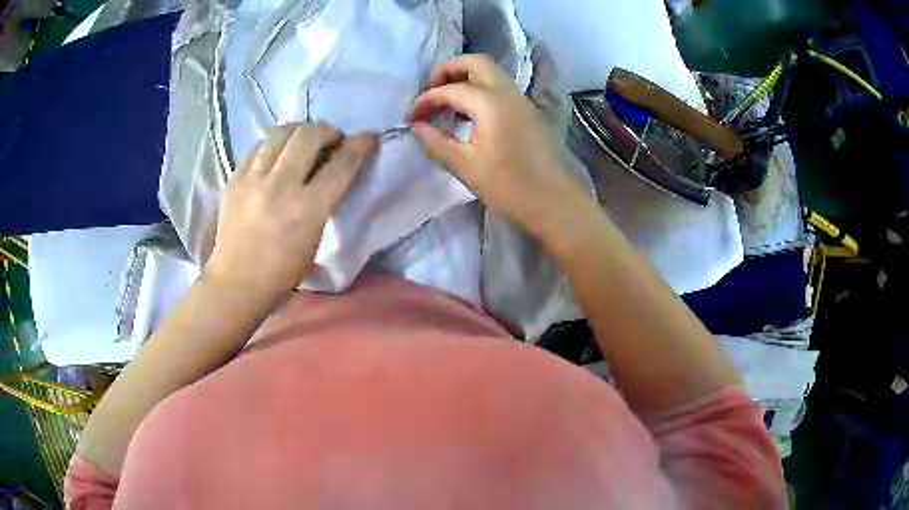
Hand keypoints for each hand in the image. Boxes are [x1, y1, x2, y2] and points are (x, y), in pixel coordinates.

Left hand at [205, 123, 377, 302]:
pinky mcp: (234, 180)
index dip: (359, 146)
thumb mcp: (315, 239)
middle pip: (308, 136)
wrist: (237, 283)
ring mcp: (252, 181)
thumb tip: (331, 171)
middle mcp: (279, 188)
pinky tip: (277, 154)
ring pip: (280, 133)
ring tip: (303, 140)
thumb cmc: (282, 271)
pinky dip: (273, 145)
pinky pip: (258, 147)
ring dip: (299, 131)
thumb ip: (325, 202)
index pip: (340, 165)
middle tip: (331, 139)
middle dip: (327, 130)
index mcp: (306, 210)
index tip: (368, 136)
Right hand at [409, 54, 594, 242]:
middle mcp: (507, 92)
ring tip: (446, 102)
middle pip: (476, 62)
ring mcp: (521, 100)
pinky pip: (500, 87)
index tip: (410, 118)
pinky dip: (480, 88)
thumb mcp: (465, 166)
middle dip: (449, 69)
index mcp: (490, 102)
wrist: (554, 202)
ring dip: (466, 77)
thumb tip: (417, 127)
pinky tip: (468, 113)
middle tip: (431, 89)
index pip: (449, 89)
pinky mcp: (528, 111)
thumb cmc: (508, 187)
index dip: (425, 100)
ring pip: (491, 73)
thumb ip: (436, 142)